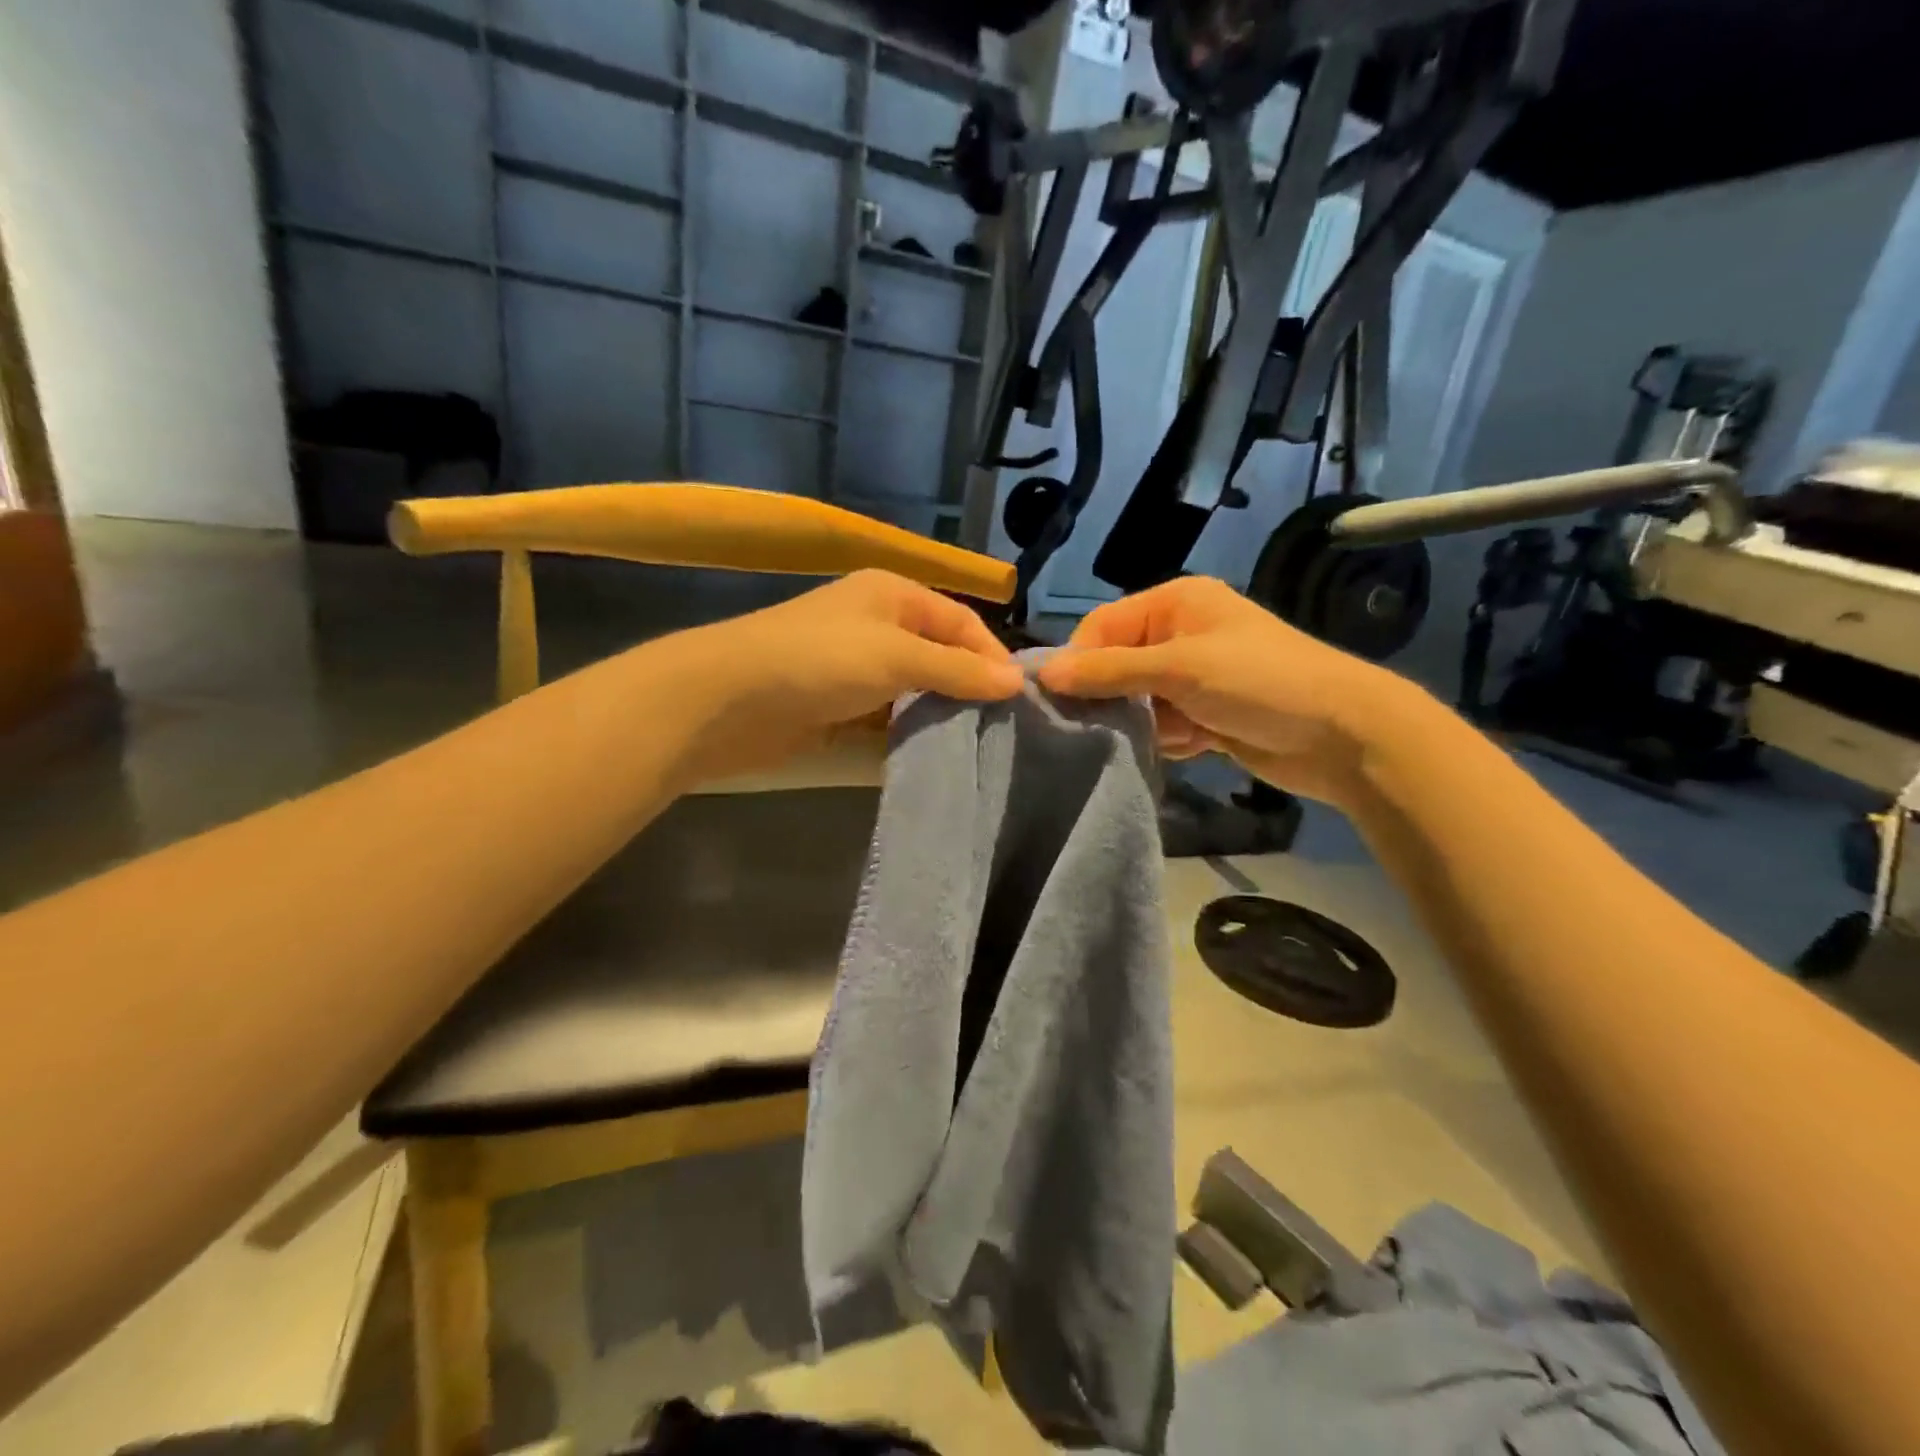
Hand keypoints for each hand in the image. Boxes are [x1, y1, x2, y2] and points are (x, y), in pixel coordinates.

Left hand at [670, 570, 1024, 778]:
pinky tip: (930, 757)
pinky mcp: (837, 707)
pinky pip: (886, 719)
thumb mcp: (897, 656)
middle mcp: (878, 625)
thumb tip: (1017, 681)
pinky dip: (906, 735)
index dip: (991, 656)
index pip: (961, 622)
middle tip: (1000, 729)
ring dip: (938, 716)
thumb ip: (958, 669)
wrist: (726, 701)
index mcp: (894, 595)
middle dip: (967, 689)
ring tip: (974, 747)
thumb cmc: (819, 661)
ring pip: (914, 691)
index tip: (1017, 700)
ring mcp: (855, 669)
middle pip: (939, 656)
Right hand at [1037, 576, 1415, 806]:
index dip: (1079, 661)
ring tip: (1175, 733)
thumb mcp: (1179, 668)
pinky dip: (1171, 740)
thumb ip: (1109, 670)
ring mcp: (1193, 677)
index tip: (1058, 701)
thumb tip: (1043, 673)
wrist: (1342, 736)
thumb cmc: (1259, 682)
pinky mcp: (1205, 715)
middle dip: (1113, 697)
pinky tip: (1198, 744)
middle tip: (1105, 726)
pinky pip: (1163, 727)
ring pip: (1137, 702)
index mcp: (1175, 604)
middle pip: (1116, 665)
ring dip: (1145, 724)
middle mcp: (1180, 634)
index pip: (1102, 626)